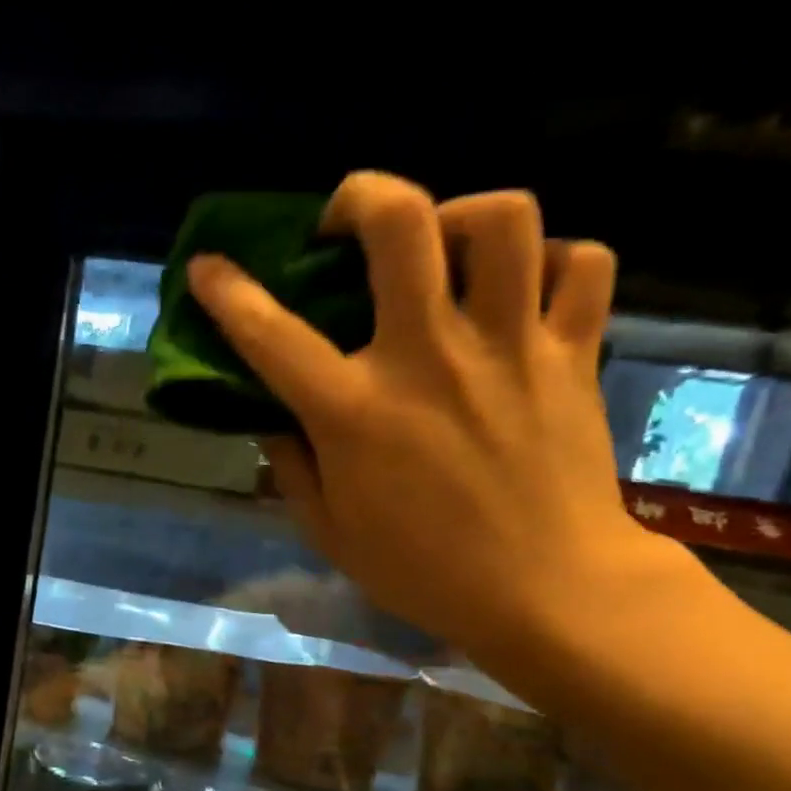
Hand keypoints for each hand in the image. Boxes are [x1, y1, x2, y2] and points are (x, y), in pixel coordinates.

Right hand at [189, 172, 679, 666]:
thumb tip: (272, 418)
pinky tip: (526, 291)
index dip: (227, 291)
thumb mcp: (331, 532)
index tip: (208, 267)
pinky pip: (582, 265)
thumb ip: (291, 467)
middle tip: (349, 226)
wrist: (548, 593)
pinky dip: (554, 263)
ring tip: (446, 250)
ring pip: (503, 219)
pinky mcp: (572, 354)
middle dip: (361, 197)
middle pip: (400, 222)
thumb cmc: (426, 571)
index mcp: (356, 411)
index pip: (271, 333)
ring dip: (463, 216)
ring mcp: (508, 347)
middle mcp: (428, 357)